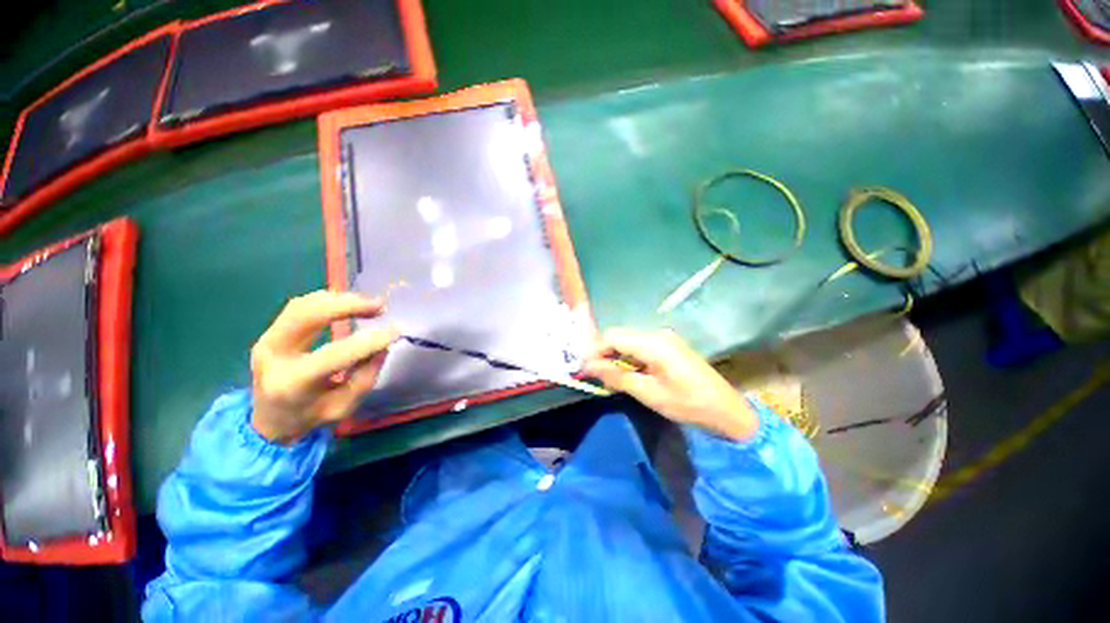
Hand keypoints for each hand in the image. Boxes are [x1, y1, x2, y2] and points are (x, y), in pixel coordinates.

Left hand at [250, 291, 398, 443]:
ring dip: (340, 300)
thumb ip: (365, 377)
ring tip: (368, 304)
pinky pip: (299, 306)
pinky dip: (327, 300)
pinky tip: (347, 304)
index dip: (369, 341)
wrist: (268, 420)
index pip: (335, 355)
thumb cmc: (310, 416)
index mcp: (292, 383)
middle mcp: (272, 356)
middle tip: (380, 306)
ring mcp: (266, 340)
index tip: (396, 331)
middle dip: (347, 305)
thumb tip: (382, 346)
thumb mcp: (344, 407)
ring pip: (302, 305)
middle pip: (307, 316)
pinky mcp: (269, 331)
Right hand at [583, 328, 757, 440]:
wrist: (727, 411)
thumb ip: (616, 376)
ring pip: (629, 342)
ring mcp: (664, 338)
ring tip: (613, 381)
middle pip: (620, 336)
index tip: (585, 369)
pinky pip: (641, 347)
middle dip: (605, 355)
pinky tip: (630, 376)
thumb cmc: (687, 404)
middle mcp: (657, 334)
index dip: (595, 351)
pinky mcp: (669, 346)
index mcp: (653, 343)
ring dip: (617, 358)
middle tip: (598, 378)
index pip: (612, 336)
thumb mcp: (648, 393)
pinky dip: (630, 359)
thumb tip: (589, 366)